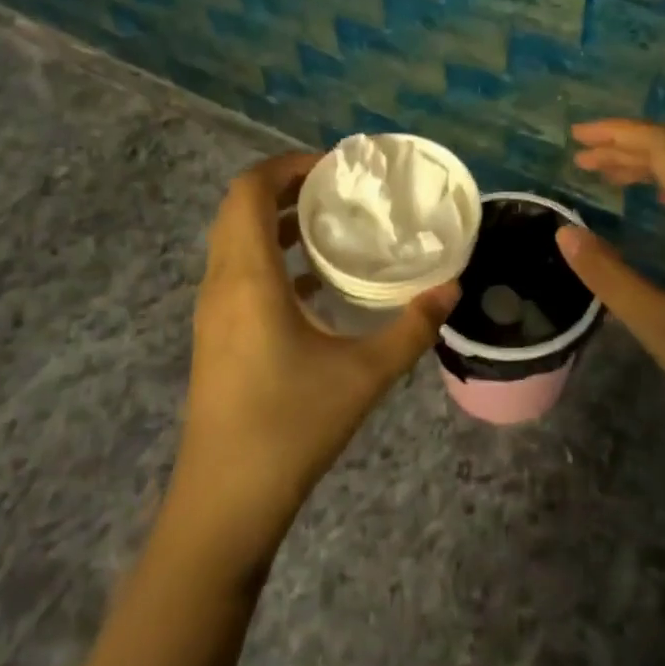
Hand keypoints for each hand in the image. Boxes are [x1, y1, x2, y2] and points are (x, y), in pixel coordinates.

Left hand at [172, 151, 457, 570]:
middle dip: (287, 188)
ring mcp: (212, 311)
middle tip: (341, 191)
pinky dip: (272, 258)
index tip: (335, 167)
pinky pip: (239, 272)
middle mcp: (221, 283)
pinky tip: (317, 283)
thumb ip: (412, 327)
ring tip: (333, 226)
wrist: (226, 500)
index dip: (287, 165)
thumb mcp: (365, 374)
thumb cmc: (290, 426)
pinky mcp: (216, 336)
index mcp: (247, 277)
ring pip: (237, 241)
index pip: (249, 191)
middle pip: (240, 208)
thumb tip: (452, 289)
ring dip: (279, 223)